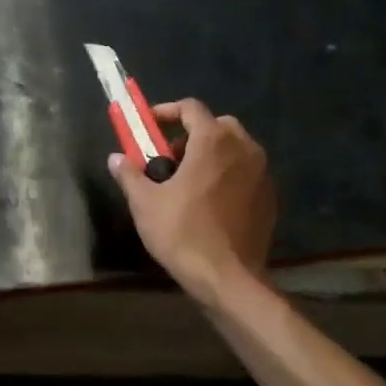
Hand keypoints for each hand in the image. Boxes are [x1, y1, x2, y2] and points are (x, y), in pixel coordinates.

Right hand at [110, 98, 275, 299]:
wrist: (227, 278)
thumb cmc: (182, 233)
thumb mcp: (145, 203)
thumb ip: (129, 174)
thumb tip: (116, 158)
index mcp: (213, 141)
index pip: (191, 108)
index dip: (167, 111)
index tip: (150, 126)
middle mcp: (243, 148)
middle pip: (217, 125)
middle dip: (193, 134)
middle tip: (170, 157)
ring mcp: (262, 173)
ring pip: (236, 149)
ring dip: (212, 154)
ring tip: (189, 181)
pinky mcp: (270, 197)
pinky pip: (247, 173)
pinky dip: (229, 175)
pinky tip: (211, 202)